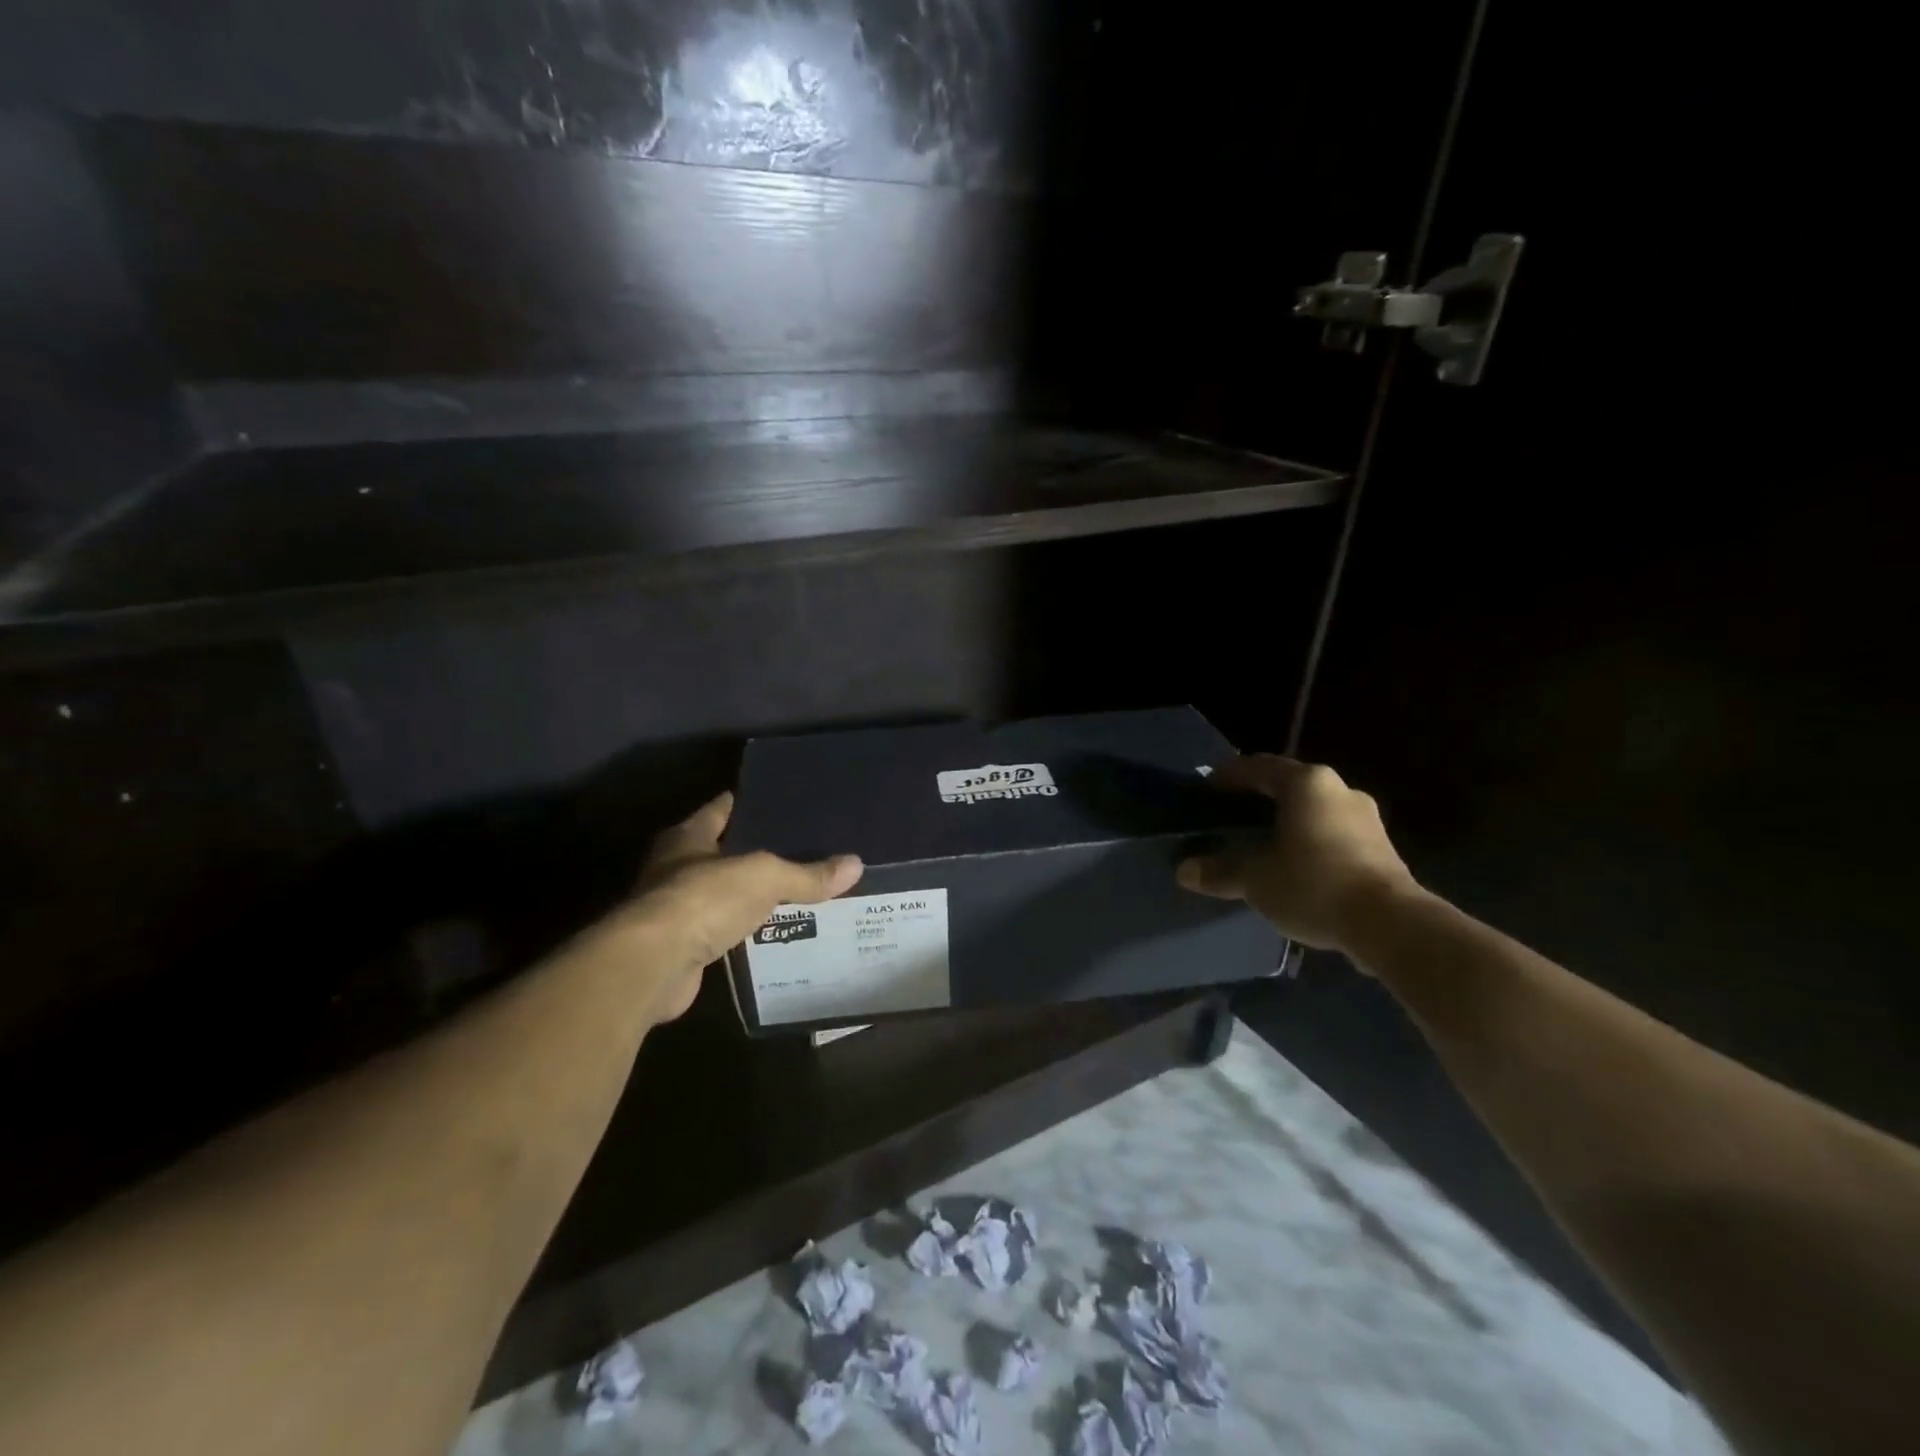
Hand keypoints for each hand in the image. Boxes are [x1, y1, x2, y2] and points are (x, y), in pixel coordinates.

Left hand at [615, 792, 862, 1023]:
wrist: (654, 965)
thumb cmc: (704, 899)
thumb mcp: (765, 877)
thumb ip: (807, 873)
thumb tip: (855, 864)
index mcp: (688, 837)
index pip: (721, 808)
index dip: (749, 803)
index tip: (781, 801)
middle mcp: (675, 867)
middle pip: (721, 851)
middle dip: (754, 850)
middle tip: (800, 848)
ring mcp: (675, 908)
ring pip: (722, 893)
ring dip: (748, 894)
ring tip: (793, 889)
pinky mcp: (680, 947)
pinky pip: (721, 930)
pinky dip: (742, 930)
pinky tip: (772, 931)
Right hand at [1176, 755, 1417, 954]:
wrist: (1391, 925)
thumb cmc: (1314, 884)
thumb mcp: (1256, 879)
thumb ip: (1219, 871)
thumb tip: (1184, 871)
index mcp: (1306, 784)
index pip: (1259, 767)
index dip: (1230, 775)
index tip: (1208, 787)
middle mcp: (1339, 790)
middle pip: (1289, 786)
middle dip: (1259, 799)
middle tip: (1231, 814)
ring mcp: (1366, 819)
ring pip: (1313, 811)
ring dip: (1286, 822)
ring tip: (1260, 841)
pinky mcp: (1381, 849)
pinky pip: (1332, 834)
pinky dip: (1308, 841)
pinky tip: (1294, 865)